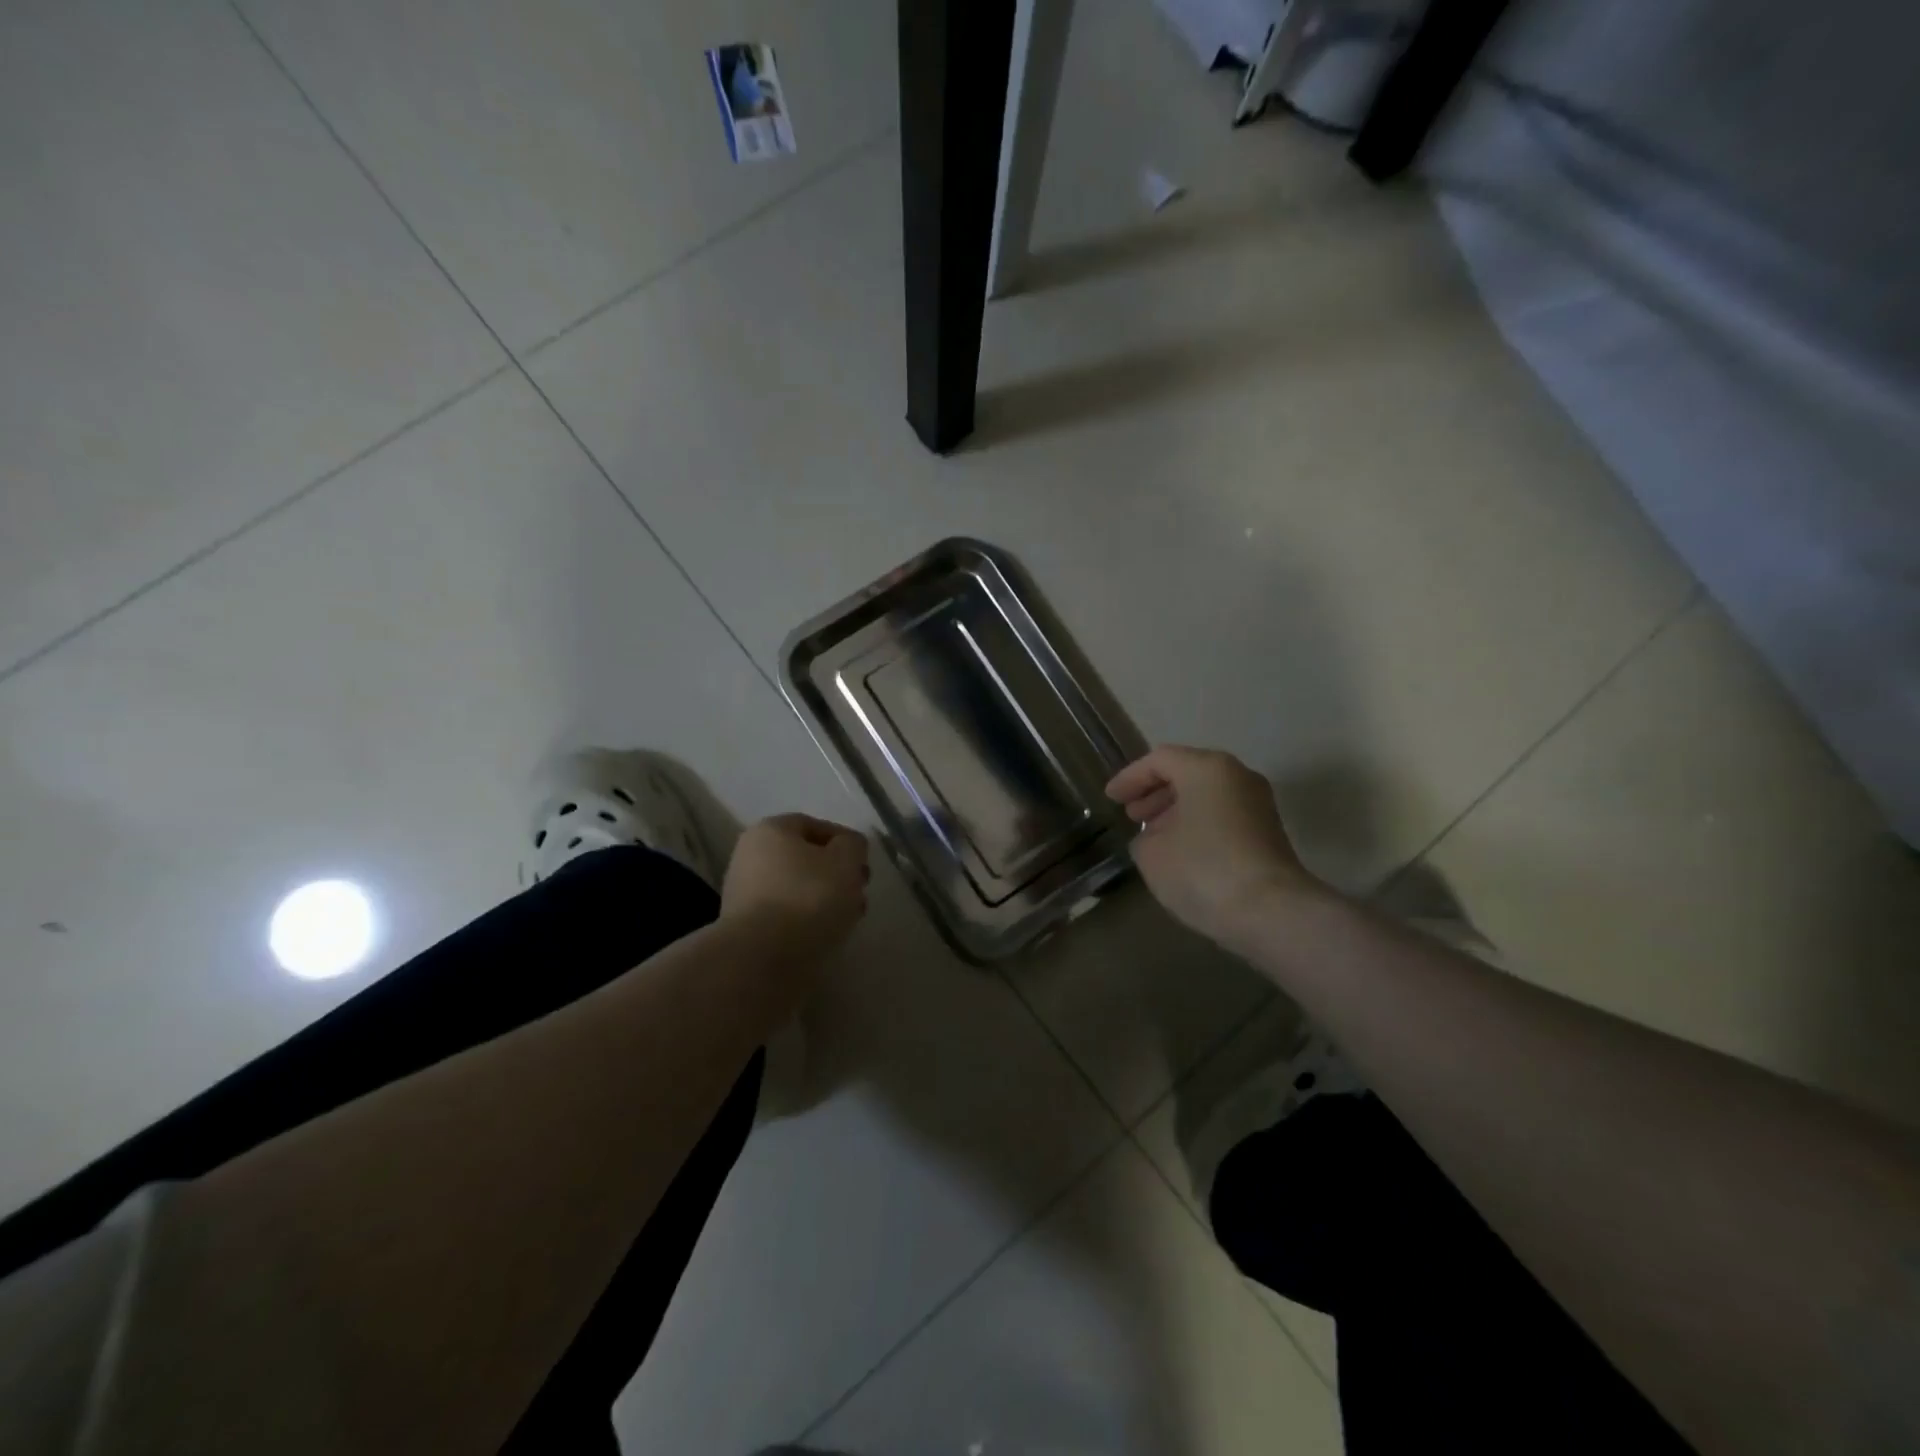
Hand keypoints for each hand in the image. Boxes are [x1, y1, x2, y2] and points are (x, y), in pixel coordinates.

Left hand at [721, 813, 870, 961]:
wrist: (762, 958)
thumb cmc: (807, 897)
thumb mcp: (845, 861)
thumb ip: (853, 846)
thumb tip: (849, 847)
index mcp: (770, 830)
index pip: (814, 825)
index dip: (844, 841)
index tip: (863, 863)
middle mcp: (750, 855)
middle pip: (804, 858)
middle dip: (836, 873)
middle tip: (859, 891)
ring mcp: (743, 893)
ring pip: (796, 888)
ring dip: (825, 898)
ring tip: (849, 918)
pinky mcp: (746, 927)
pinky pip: (785, 914)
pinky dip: (807, 919)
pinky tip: (827, 935)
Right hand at [1106, 746, 1324, 947]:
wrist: (1271, 912)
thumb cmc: (1202, 869)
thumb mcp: (1151, 853)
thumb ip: (1144, 837)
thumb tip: (1157, 837)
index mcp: (1207, 768)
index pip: (1159, 760)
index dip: (1129, 778)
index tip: (1110, 799)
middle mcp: (1237, 776)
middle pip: (1187, 773)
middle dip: (1155, 792)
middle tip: (1131, 815)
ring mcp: (1258, 804)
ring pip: (1207, 795)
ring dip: (1176, 811)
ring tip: (1152, 836)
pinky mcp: (1269, 833)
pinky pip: (1223, 816)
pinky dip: (1198, 825)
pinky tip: (1181, 852)